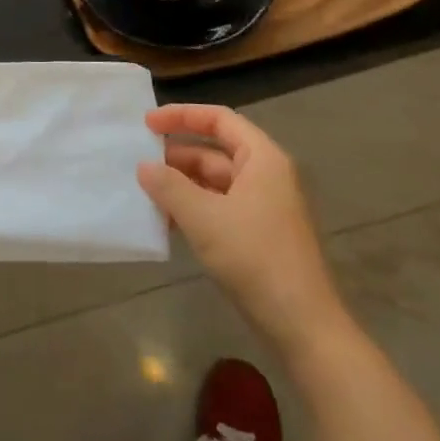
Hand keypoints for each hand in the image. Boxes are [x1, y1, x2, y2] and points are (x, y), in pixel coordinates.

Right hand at [139, 104, 347, 356]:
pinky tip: (166, 221)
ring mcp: (263, 207)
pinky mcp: (257, 235)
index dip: (182, 115)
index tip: (147, 124)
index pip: (220, 120)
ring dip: (180, 185)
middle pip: (215, 151)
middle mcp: (266, 176)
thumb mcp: (204, 218)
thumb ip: (169, 187)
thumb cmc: (255, 258)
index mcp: (262, 159)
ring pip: (214, 182)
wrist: (302, 325)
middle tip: (137, 161)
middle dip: (176, 155)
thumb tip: (144, 166)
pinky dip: (192, 208)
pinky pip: (219, 208)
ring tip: (144, 192)